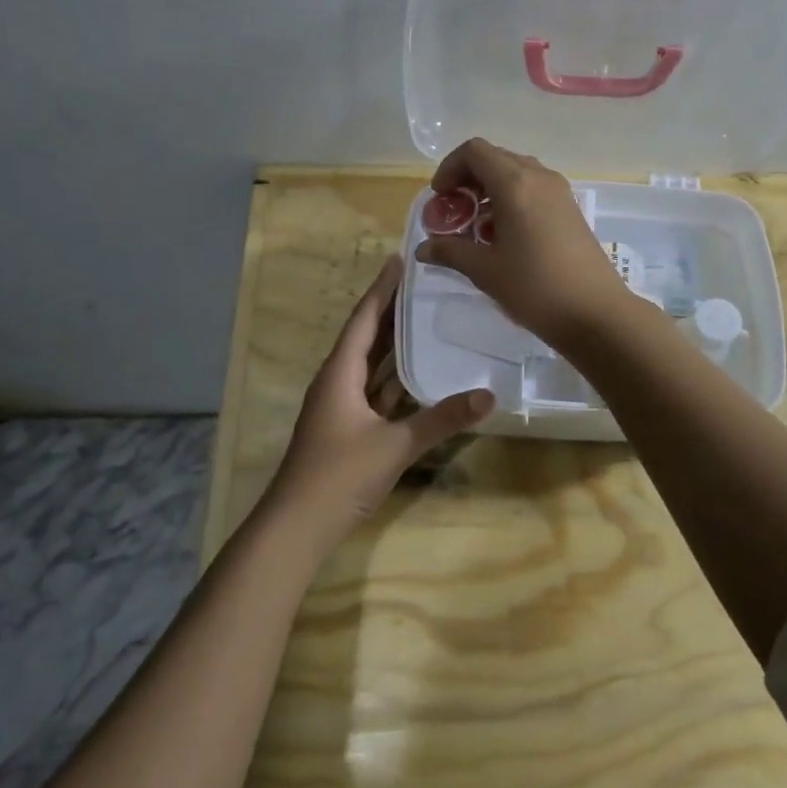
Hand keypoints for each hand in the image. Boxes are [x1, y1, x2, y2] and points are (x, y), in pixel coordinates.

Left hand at [266, 256, 493, 550]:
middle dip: (392, 311)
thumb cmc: (339, 475)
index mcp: (339, 373)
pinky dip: (395, 379)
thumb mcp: (395, 445)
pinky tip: (419, 374)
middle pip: (367, 337)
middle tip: (423, 285)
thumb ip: (441, 419)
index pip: (364, 319)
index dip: (381, 290)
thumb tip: (488, 395)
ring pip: (371, 366)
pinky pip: (374, 391)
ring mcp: (340, 407)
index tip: (399, 261)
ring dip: (394, 344)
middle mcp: (337, 382)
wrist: (297, 527)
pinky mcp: (347, 428)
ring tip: (426, 318)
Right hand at [415, 138, 633, 348]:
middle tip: (455, 212)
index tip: (441, 198)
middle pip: (495, 158)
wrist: (596, 312)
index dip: (450, 168)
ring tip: (477, 226)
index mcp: (515, 184)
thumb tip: (422, 250)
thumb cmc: (535, 288)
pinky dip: (512, 199)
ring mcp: (559, 192)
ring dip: (490, 190)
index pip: (474, 151)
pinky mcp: (571, 209)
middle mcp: (539, 177)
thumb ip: (451, 252)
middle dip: (468, 179)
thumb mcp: (485, 271)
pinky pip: (534, 189)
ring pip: (516, 173)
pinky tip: (505, 236)